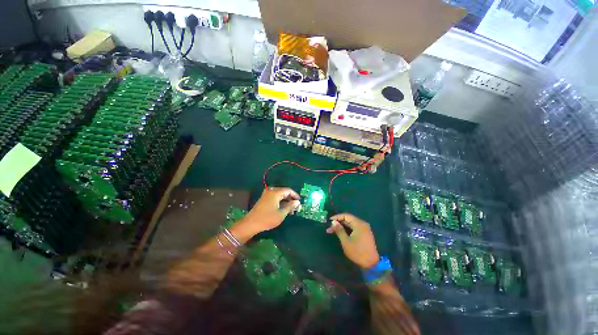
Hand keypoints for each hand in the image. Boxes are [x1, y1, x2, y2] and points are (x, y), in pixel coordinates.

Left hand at [240, 187, 300, 235]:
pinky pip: (275, 198)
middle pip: (284, 192)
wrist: (251, 223)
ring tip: (291, 210)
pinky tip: (283, 209)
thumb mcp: (281, 213)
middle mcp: (271, 191)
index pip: (288, 190)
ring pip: (280, 195)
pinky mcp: (264, 199)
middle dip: (291, 199)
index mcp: (276, 192)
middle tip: (296, 208)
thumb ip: (290, 206)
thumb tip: (297, 202)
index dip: (295, 195)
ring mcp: (266, 195)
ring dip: (286, 201)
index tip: (300, 202)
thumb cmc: (267, 219)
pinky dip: (280, 202)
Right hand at [327, 213, 379, 269]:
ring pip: (351, 224)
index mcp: (359, 224)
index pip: (346, 216)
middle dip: (338, 222)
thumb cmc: (358, 252)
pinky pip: (354, 228)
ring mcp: (364, 229)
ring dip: (342, 226)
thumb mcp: (346, 241)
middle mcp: (362, 224)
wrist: (372, 264)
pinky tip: (341, 232)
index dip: (337, 217)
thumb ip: (339, 230)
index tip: (329, 221)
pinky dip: (347, 229)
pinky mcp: (364, 234)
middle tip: (329, 227)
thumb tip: (333, 222)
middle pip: (348, 219)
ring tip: (333, 230)